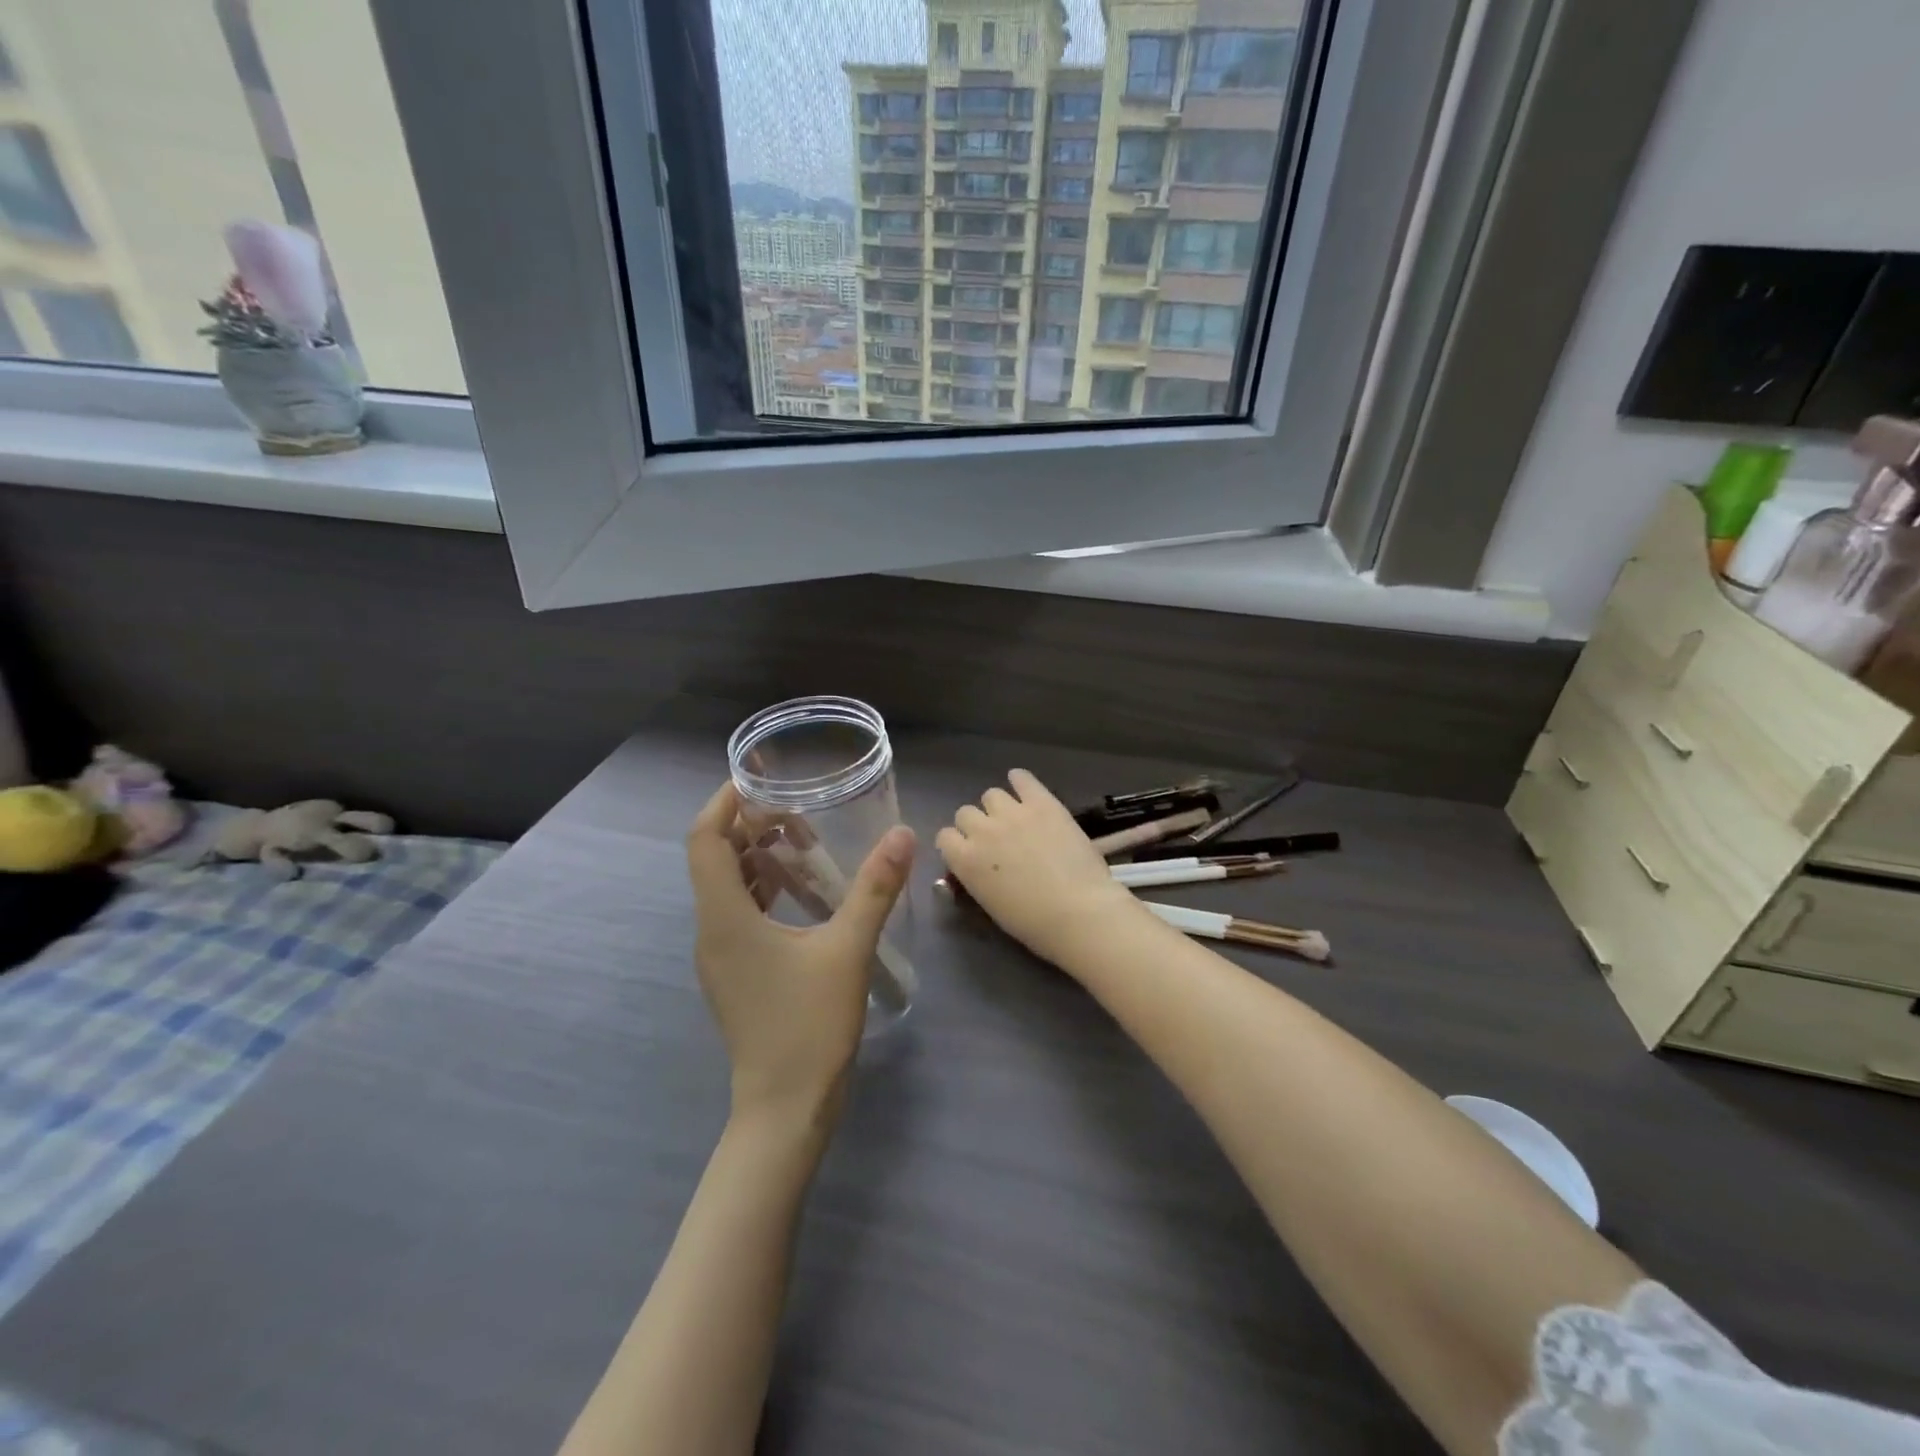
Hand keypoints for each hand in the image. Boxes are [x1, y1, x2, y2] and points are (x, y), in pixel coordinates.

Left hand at [686, 782, 914, 1126]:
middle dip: (747, 826)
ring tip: (801, 839)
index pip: (705, 840)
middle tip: (793, 806)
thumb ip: (874, 889)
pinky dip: (762, 889)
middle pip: (714, 859)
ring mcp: (719, 955)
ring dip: (756, 857)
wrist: (784, 1108)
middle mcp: (710, 930)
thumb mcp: (848, 950)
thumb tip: (902, 834)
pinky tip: (802, 890)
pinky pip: (737, 913)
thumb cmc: (809, 1026)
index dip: (724, 802)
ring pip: (726, 888)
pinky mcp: (733, 973)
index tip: (757, 778)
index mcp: (725, 917)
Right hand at [936, 769, 1144, 969]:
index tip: (970, 852)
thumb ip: (977, 877)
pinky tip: (1025, 788)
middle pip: (965, 813)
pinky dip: (1021, 781)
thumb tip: (978, 867)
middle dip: (977, 824)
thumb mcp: (990, 904)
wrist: (1079, 911)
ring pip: (991, 794)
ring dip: (998, 806)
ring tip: (1015, 819)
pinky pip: (1022, 779)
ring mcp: (1013, 813)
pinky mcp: (1042, 802)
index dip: (957, 844)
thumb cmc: (1034, 923)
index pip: (945, 837)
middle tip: (996, 839)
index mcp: (964, 860)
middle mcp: (982, 830)